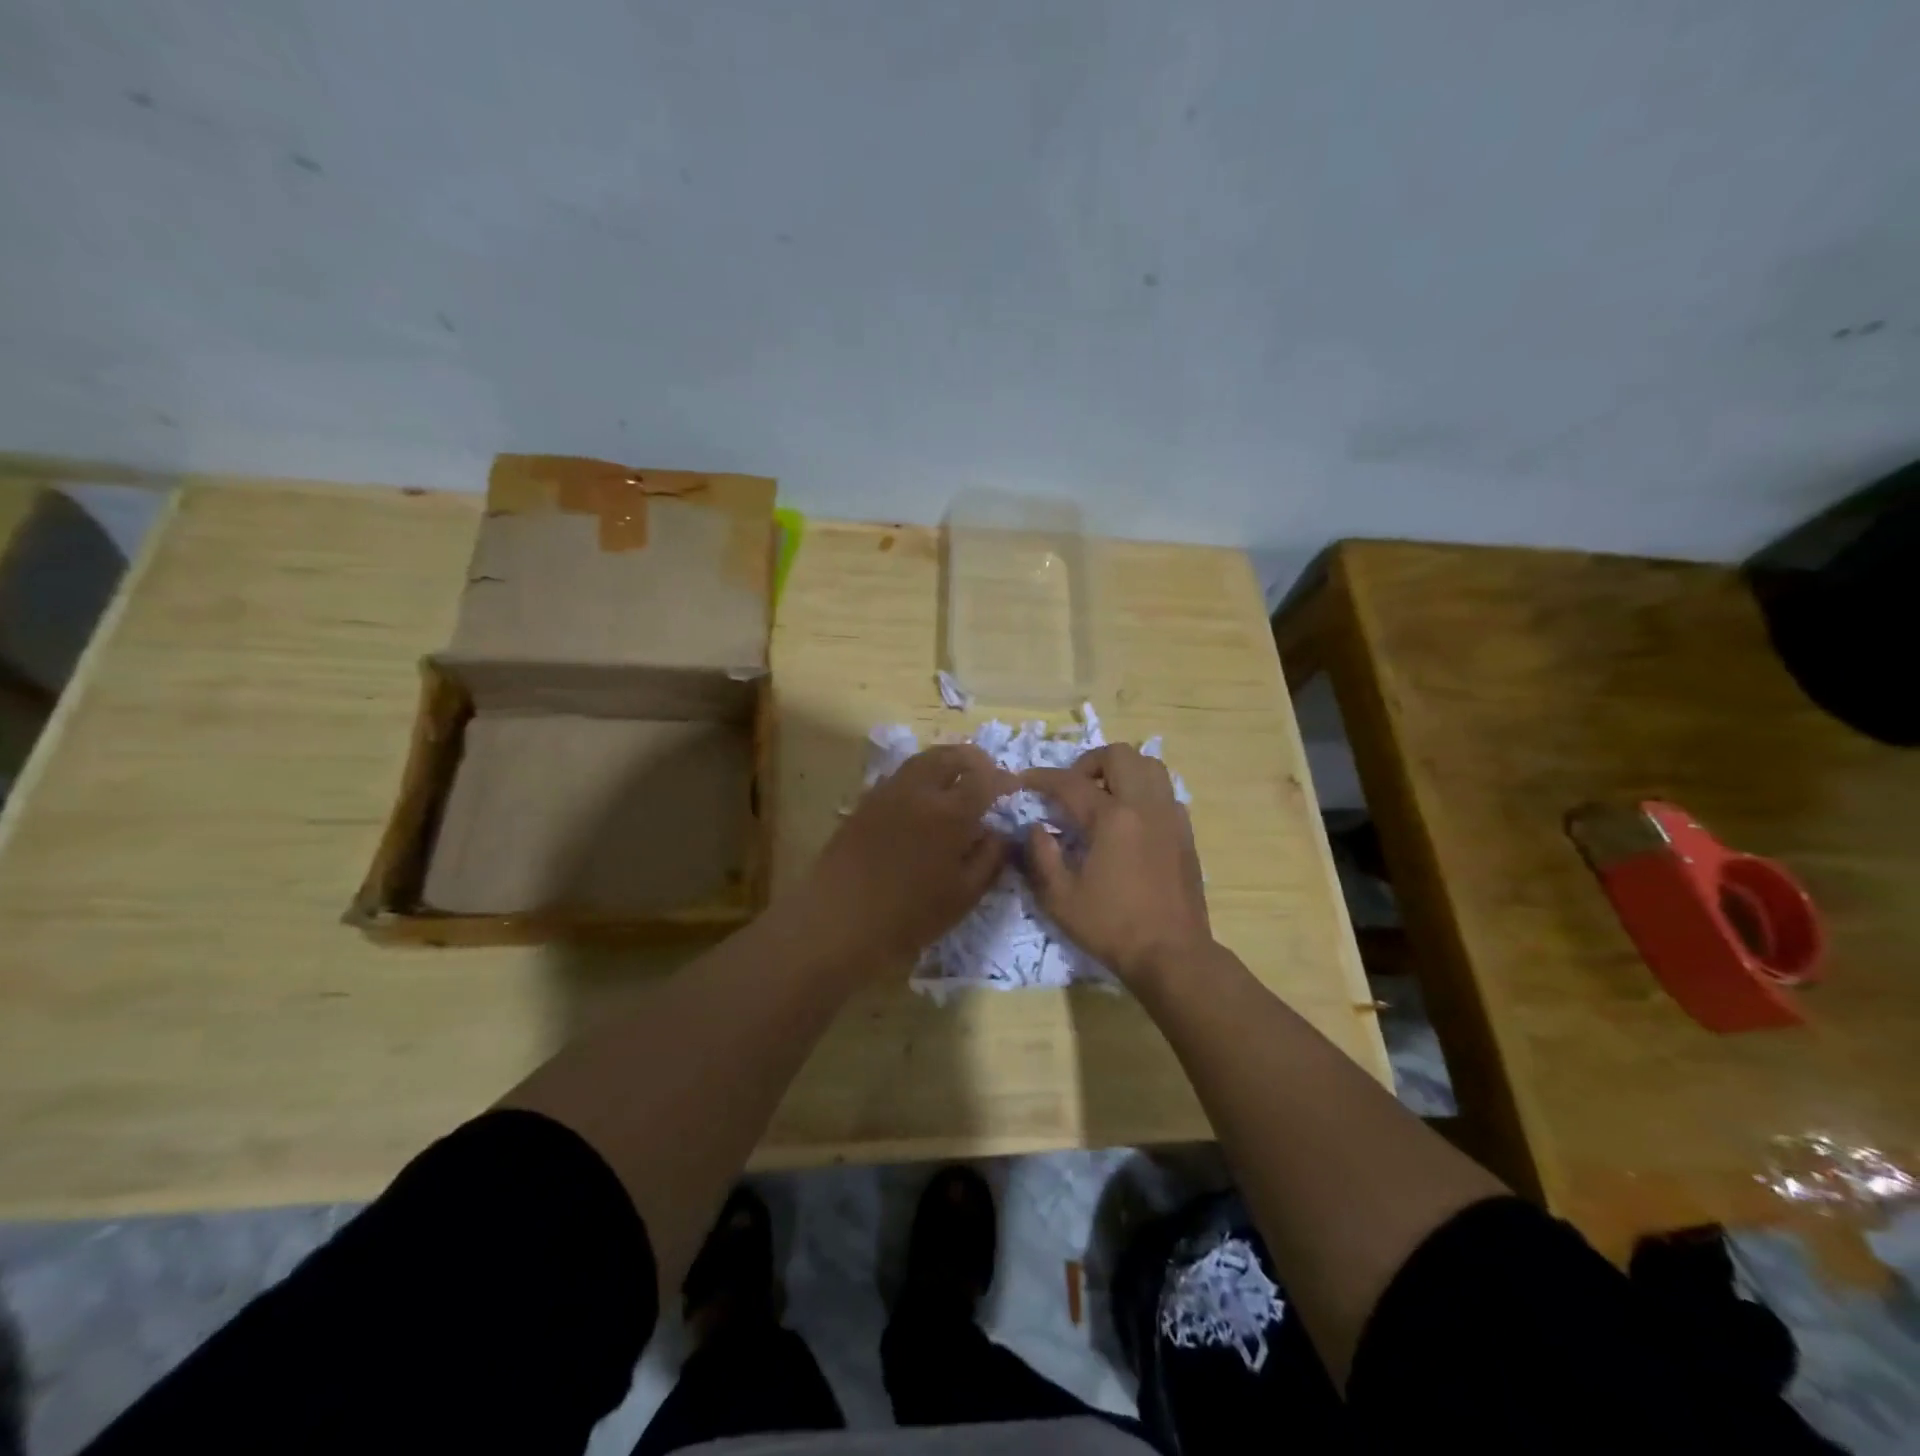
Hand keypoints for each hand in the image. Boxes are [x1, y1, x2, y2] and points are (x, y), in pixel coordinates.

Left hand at [800, 744, 1016, 971]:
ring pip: (922, 759)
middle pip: (951, 755)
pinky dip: (919, 775)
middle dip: (974, 759)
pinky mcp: (865, 802)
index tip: (1013, 787)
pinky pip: (899, 775)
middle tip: (986, 774)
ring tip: (956, 779)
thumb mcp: (964, 895)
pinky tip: (922, 797)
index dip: (1003, 779)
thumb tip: (1000, 832)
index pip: (985, 779)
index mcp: (950, 813)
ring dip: (945, 762)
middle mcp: (919, 791)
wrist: (838, 921)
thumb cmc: (909, 916)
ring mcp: (888, 792)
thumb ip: (990, 858)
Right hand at [1021, 745, 1212, 986]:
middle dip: (1088, 763)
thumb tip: (1037, 828)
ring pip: (1149, 765)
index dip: (1041, 778)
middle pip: (1118, 755)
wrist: (1172, 954)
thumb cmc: (1111, 927)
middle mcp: (1144, 806)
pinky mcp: (1185, 832)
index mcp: (1111, 819)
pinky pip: (1165, 791)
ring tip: (1103, 795)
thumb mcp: (1060, 899)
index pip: (1069, 782)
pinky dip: (1143, 791)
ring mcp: (1170, 816)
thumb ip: (1041, 856)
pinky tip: (1130, 819)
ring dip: (1121, 770)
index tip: (1024, 781)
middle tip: (1072, 788)